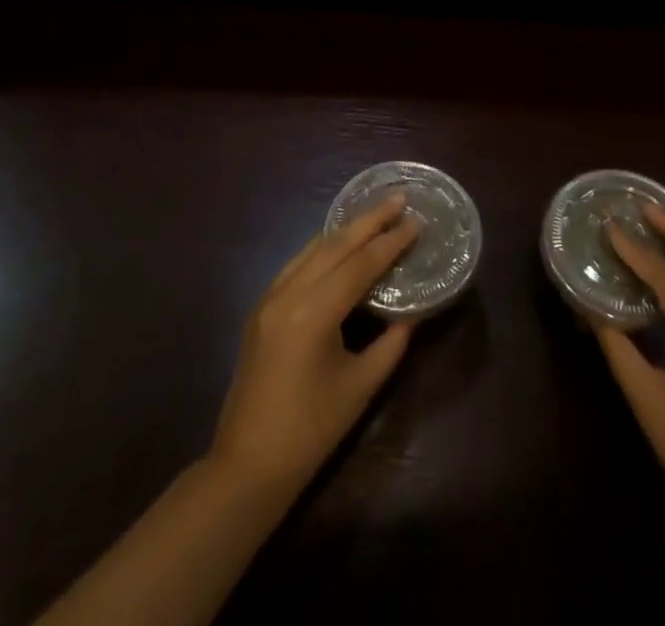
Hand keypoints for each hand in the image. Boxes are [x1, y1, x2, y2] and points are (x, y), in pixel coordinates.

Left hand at [209, 193, 419, 498]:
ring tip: (375, 213)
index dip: (391, 241)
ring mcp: (269, 297)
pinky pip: (297, 264)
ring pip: (312, 248)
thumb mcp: (361, 387)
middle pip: (334, 244)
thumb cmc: (310, 432)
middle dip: (369, 219)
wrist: (247, 467)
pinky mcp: (261, 308)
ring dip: (345, 229)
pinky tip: (340, 244)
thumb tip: (411, 313)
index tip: (417, 221)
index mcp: (313, 312)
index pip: (360, 264)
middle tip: (399, 198)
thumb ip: (390, 344)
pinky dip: (323, 248)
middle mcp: (288, 293)